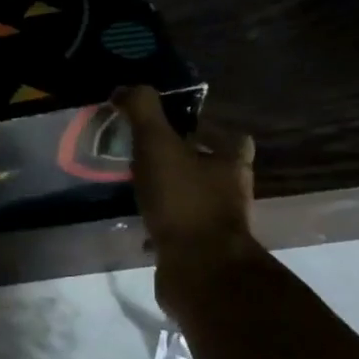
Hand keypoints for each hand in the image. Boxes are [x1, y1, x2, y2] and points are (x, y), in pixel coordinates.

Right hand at [112, 86, 260, 310]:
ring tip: (137, 189)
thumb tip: (126, 87)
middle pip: (213, 169)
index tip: (178, 129)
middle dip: (185, 163)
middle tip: (147, 157)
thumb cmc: (184, 201)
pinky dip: (162, 226)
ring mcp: (218, 225)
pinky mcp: (201, 252)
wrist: (199, 270)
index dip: (209, 131)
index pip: (232, 138)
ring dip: (172, 195)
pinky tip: (138, 225)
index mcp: (231, 163)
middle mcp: (232, 193)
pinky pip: (180, 231)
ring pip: (195, 200)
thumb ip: (143, 112)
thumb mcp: (158, 145)